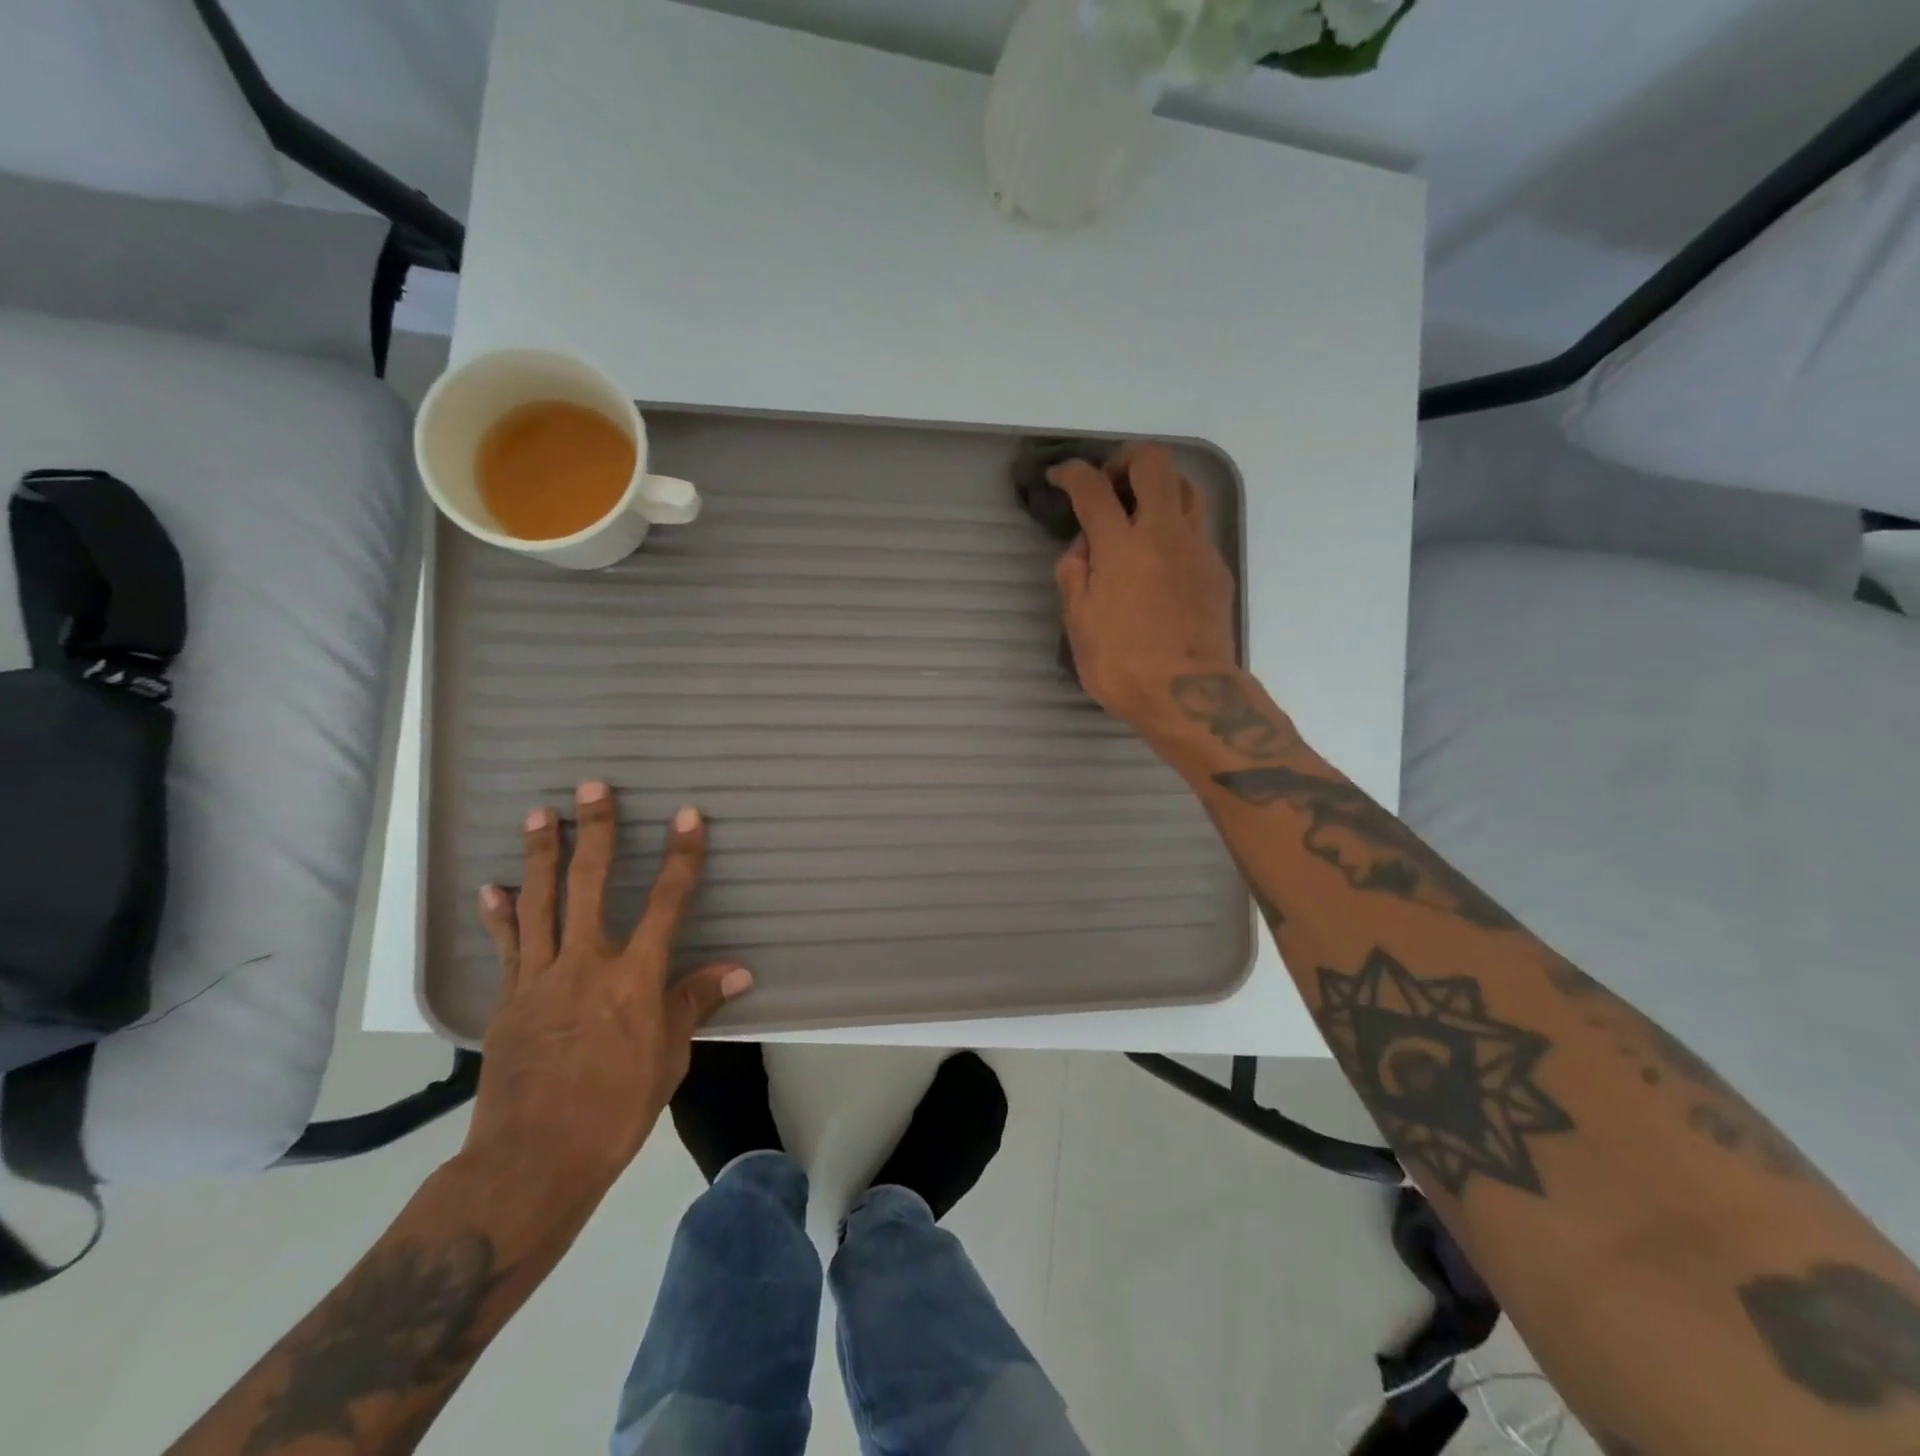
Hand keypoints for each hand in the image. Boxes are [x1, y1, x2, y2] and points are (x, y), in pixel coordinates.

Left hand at [465, 781, 752, 1197]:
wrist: (531, 1162)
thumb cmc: (616, 1109)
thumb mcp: (669, 1057)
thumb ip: (695, 1003)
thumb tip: (739, 970)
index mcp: (634, 979)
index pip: (667, 903)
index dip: (681, 857)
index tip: (688, 816)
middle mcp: (586, 965)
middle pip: (590, 885)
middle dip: (595, 832)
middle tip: (592, 787)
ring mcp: (540, 979)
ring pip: (540, 903)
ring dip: (541, 855)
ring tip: (539, 814)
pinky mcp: (508, 999)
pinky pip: (506, 946)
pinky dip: (500, 914)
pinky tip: (492, 886)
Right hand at [1049, 442, 1237, 734]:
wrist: (1188, 696)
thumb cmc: (1122, 665)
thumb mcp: (1078, 624)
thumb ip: (1074, 575)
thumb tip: (1084, 547)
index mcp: (1121, 546)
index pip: (1093, 488)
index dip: (1072, 474)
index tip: (1060, 477)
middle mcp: (1164, 533)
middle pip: (1154, 463)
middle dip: (1126, 460)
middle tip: (1109, 486)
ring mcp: (1197, 548)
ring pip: (1187, 486)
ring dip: (1159, 486)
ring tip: (1139, 513)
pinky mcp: (1216, 568)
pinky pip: (1197, 526)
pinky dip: (1175, 525)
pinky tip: (1160, 558)